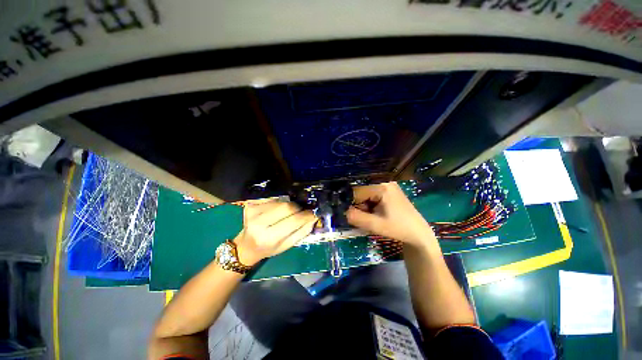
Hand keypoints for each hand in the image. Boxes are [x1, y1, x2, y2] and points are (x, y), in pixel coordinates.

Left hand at [233, 200, 317, 265]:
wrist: (246, 246)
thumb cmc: (268, 248)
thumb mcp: (287, 245)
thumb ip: (302, 231)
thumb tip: (313, 217)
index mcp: (269, 238)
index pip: (294, 220)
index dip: (306, 215)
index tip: (313, 213)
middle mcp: (258, 224)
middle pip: (287, 207)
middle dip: (298, 208)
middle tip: (301, 212)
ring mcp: (252, 212)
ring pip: (280, 201)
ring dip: (288, 206)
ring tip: (287, 213)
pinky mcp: (250, 205)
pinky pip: (272, 199)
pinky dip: (279, 203)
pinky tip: (277, 211)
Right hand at [346, 182, 437, 248]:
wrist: (418, 234)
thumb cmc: (399, 229)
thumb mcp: (376, 225)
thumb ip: (356, 217)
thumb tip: (343, 211)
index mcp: (382, 187)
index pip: (357, 191)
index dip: (351, 203)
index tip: (352, 215)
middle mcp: (384, 182)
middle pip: (361, 192)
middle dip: (359, 205)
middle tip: (366, 218)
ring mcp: (387, 186)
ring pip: (365, 194)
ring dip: (364, 206)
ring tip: (373, 217)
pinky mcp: (388, 191)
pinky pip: (372, 195)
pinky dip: (370, 205)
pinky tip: (376, 214)